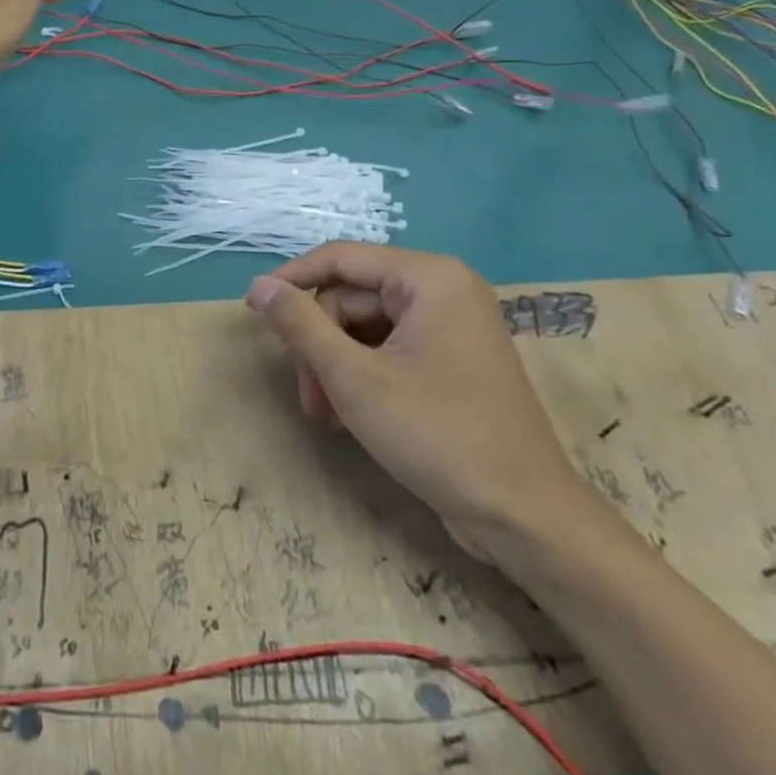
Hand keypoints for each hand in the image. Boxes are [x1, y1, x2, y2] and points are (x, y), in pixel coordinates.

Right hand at [245, 243, 597, 561]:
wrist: (523, 516)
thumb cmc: (437, 434)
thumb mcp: (354, 377)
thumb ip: (301, 325)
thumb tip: (259, 286)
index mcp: (430, 279)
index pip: (341, 258)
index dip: (291, 280)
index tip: (252, 309)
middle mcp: (443, 291)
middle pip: (351, 298)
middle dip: (320, 345)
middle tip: (309, 396)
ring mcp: (450, 328)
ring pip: (365, 328)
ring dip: (336, 367)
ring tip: (326, 415)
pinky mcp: (450, 362)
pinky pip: (388, 350)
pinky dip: (361, 377)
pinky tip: (349, 416)